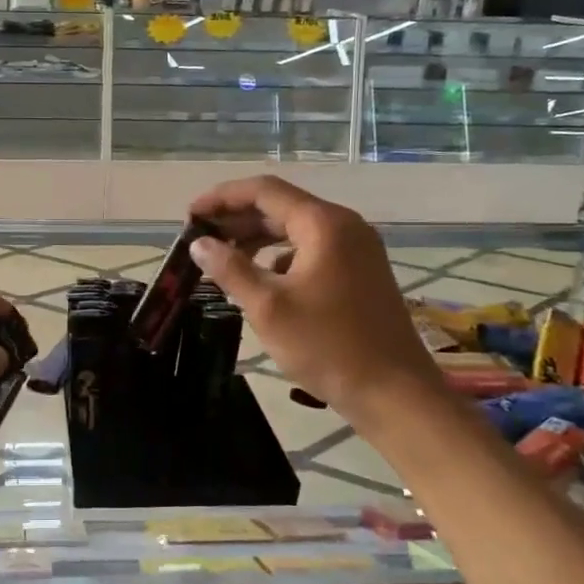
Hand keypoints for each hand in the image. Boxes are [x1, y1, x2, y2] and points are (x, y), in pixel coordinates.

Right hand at [187, 175, 439, 416]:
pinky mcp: (360, 273)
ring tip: (221, 258)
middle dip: (237, 219)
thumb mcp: (268, 307)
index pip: (264, 191)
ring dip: (257, 239)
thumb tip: (200, 244)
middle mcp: (344, 226)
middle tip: (199, 238)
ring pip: (296, 230)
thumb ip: (230, 269)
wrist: (394, 393)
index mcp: (324, 224)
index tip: (190, 215)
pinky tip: (259, 281)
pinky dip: (280, 258)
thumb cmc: (327, 346)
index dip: (222, 198)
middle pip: (281, 207)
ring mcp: (357, 250)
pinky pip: (311, 251)